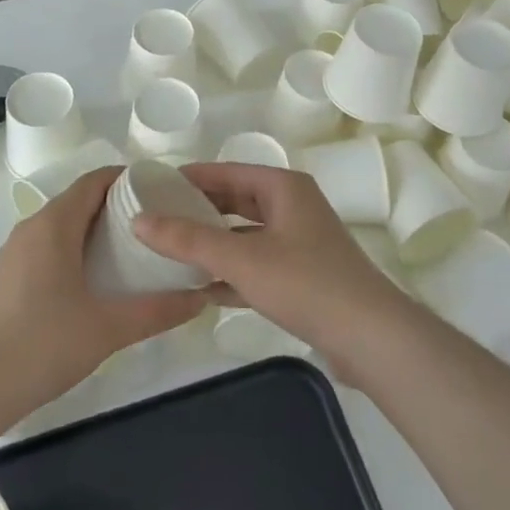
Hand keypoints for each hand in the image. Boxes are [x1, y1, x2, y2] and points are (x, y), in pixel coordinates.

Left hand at [0, 167, 204, 424]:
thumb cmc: (41, 346)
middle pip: (78, 201)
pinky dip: (72, 250)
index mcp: (54, 225)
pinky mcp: (3, 278)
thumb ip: (157, 311)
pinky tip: (91, 283)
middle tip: (155, 225)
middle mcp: (30, 228)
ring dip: (93, 231)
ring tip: (130, 253)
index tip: (160, 190)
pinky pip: (45, 248)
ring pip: (60, 226)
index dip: (127, 178)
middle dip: (116, 207)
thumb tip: (200, 298)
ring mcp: (12, 254)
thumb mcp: (108, 328)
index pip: (94, 180)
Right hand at [133, 162, 415, 373]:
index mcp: (283, 187)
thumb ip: (189, 240)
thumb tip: (139, 220)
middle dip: (198, 211)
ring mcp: (299, 242)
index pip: (226, 171)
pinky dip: (230, 272)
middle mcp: (292, 207)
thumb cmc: (305, 282)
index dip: (189, 178)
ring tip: (169, 251)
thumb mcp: (241, 259)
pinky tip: (199, 289)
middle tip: (156, 219)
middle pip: (235, 201)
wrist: (370, 337)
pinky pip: (256, 264)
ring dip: (212, 244)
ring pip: (245, 235)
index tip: (153, 186)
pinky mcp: (302, 276)